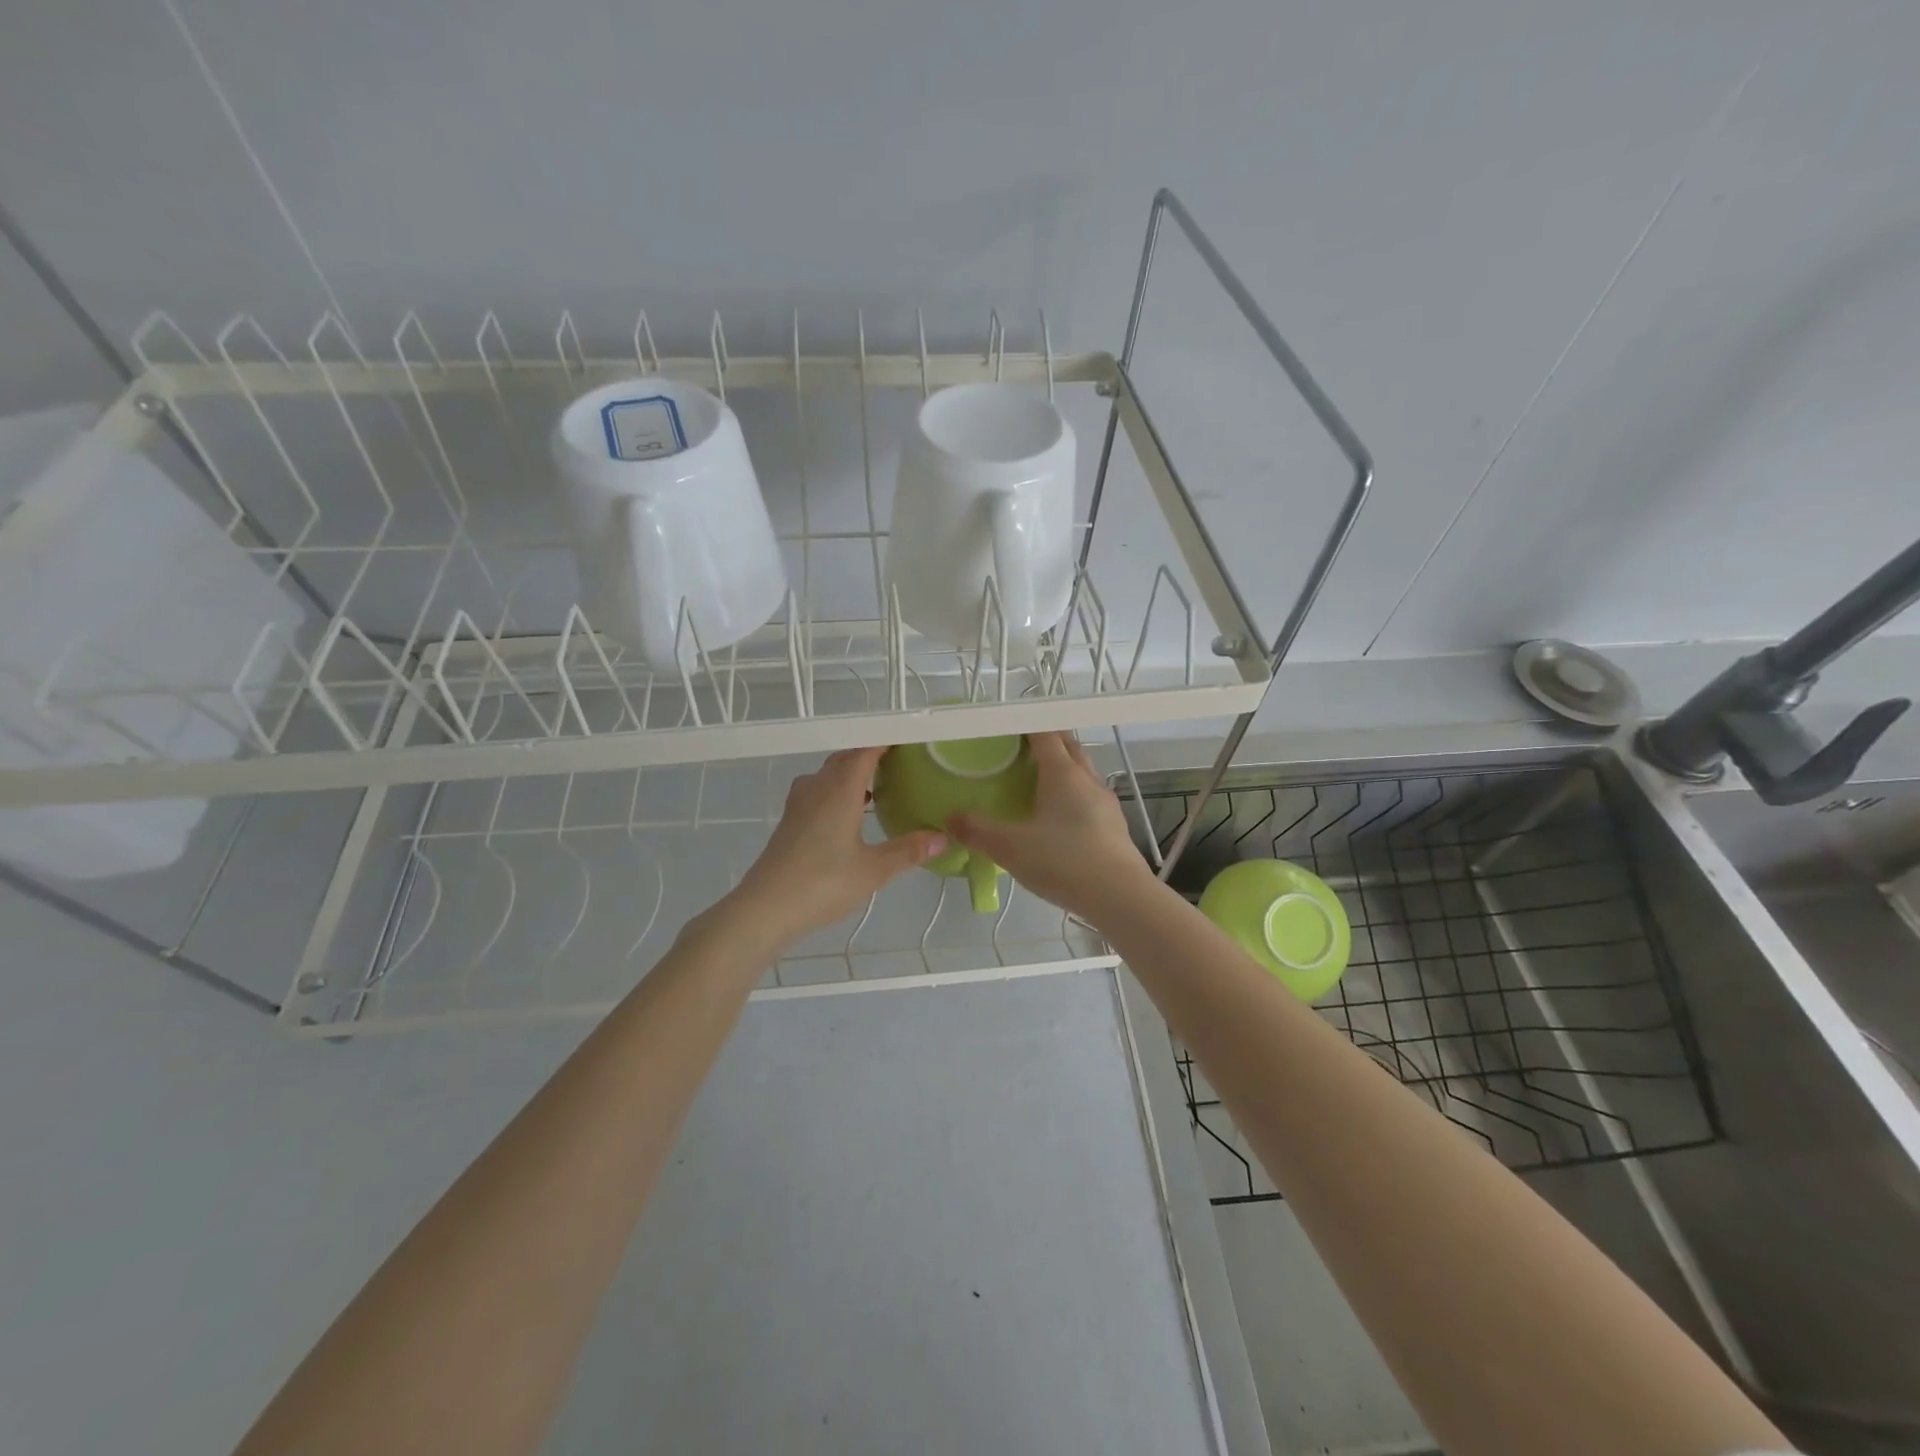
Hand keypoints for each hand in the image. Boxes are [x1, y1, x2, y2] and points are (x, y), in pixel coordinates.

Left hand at [729, 746, 946, 948]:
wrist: (765, 908)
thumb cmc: (823, 883)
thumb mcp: (874, 870)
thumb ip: (908, 851)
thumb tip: (944, 837)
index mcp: (839, 790)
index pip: (864, 751)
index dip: (885, 742)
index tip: (908, 741)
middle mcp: (817, 788)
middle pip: (845, 759)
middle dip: (870, 756)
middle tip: (900, 764)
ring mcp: (799, 803)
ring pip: (828, 775)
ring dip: (851, 774)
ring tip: (878, 787)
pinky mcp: (790, 821)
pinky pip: (818, 790)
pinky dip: (837, 791)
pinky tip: (850, 814)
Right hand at [946, 732, 1158, 923]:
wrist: (1120, 897)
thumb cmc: (1063, 862)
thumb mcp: (1010, 848)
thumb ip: (977, 831)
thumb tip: (949, 818)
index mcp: (1063, 773)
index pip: (1045, 734)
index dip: (1026, 726)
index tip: (1007, 728)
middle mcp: (1088, 779)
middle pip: (1069, 746)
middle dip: (1048, 741)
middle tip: (1020, 751)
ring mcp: (1106, 802)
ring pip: (1083, 771)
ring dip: (1064, 768)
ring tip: (1038, 783)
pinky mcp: (1115, 825)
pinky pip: (1091, 797)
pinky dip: (1074, 795)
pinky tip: (1061, 819)